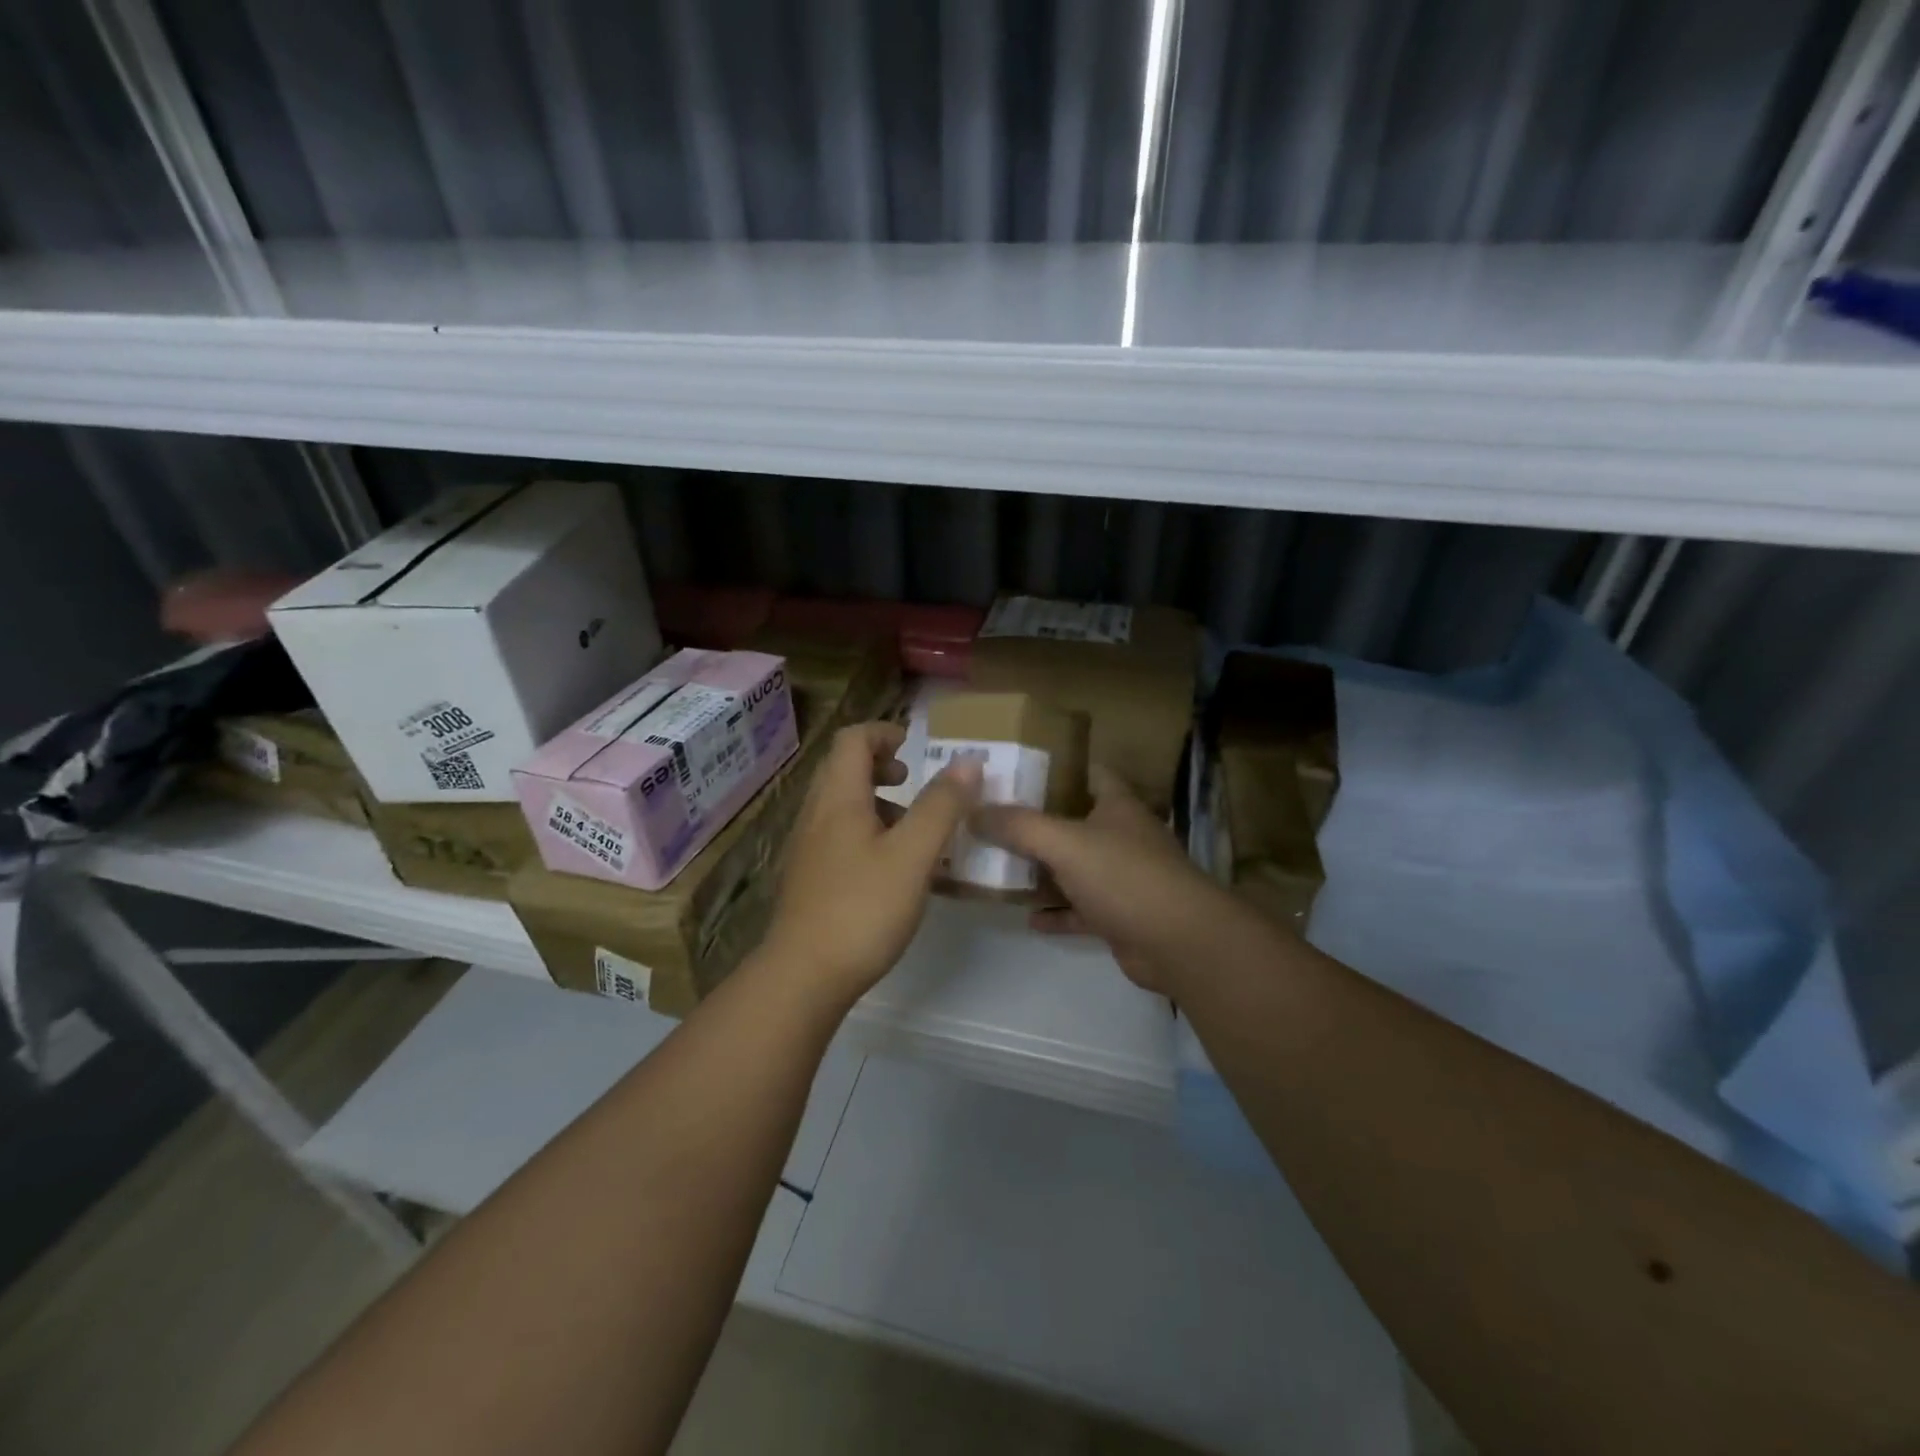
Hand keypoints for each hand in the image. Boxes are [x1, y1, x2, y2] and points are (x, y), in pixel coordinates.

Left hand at [760, 721, 981, 1008]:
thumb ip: (941, 806)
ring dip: (876, 802)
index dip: (885, 733)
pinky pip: (838, 835)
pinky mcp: (809, 878)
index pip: (853, 740)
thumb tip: (967, 762)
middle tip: (914, 784)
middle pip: (843, 769)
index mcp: (838, 799)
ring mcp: (808, 848)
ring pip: (841, 805)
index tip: (916, 749)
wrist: (804, 976)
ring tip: (912, 830)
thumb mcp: (913, 855)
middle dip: (881, 766)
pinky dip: (867, 832)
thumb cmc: (863, 908)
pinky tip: (892, 869)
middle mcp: (816, 815)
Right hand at [972, 766, 1238, 993]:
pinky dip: (1056, 913)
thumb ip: (1019, 826)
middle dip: (1036, 823)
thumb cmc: (1124, 876)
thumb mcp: (1065, 843)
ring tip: (998, 868)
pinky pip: (1079, 910)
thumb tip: (973, 811)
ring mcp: (1122, 879)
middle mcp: (1121, 837)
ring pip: (1074, 869)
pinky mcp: (1120, 916)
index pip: (1089, 773)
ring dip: (1042, 871)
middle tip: (991, 821)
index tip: (1016, 770)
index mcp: (1117, 806)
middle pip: (1074, 822)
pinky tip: (1026, 918)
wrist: (1179, 943)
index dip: (1056, 768)